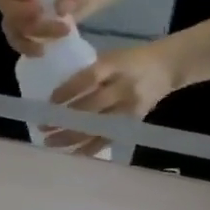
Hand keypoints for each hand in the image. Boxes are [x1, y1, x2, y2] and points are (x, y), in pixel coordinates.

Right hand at [0, 0, 87, 56]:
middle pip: (2, 3)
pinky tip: (42, 50)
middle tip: (41, 13)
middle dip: (20, 12)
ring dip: (30, 32)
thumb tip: (61, 9)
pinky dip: (28, 47)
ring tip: (59, 32)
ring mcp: (17, 13)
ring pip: (10, 25)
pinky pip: (18, 41)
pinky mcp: (24, 31)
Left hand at [45, 44, 180, 155]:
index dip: (67, 91)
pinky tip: (72, 153)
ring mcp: (129, 108)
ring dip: (72, 137)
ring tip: (50, 142)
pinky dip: (90, 148)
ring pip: (98, 127)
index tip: (49, 102)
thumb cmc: (131, 60)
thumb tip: (55, 90)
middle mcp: (123, 88)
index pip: (88, 79)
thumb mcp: (111, 57)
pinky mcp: (132, 123)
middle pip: (91, 107)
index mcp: (115, 65)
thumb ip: (88, 71)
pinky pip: (108, 139)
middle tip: (43, 126)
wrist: (166, 67)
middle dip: (65, 119)